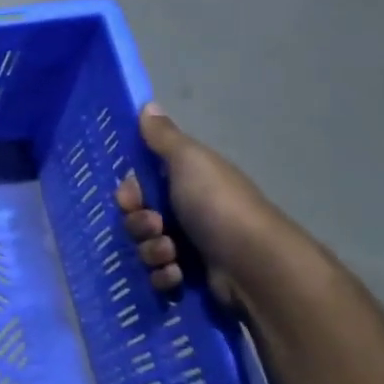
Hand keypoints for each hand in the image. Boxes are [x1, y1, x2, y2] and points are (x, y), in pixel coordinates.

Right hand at [117, 104, 281, 300]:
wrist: (255, 265)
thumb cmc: (218, 205)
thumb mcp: (189, 161)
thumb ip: (163, 137)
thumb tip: (148, 105)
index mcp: (185, 182)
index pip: (139, 185)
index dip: (128, 192)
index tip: (132, 197)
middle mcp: (186, 212)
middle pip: (137, 217)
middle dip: (138, 224)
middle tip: (155, 226)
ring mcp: (190, 247)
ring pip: (145, 247)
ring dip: (150, 251)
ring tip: (171, 255)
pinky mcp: (192, 278)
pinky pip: (158, 276)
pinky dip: (163, 276)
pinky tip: (177, 275)